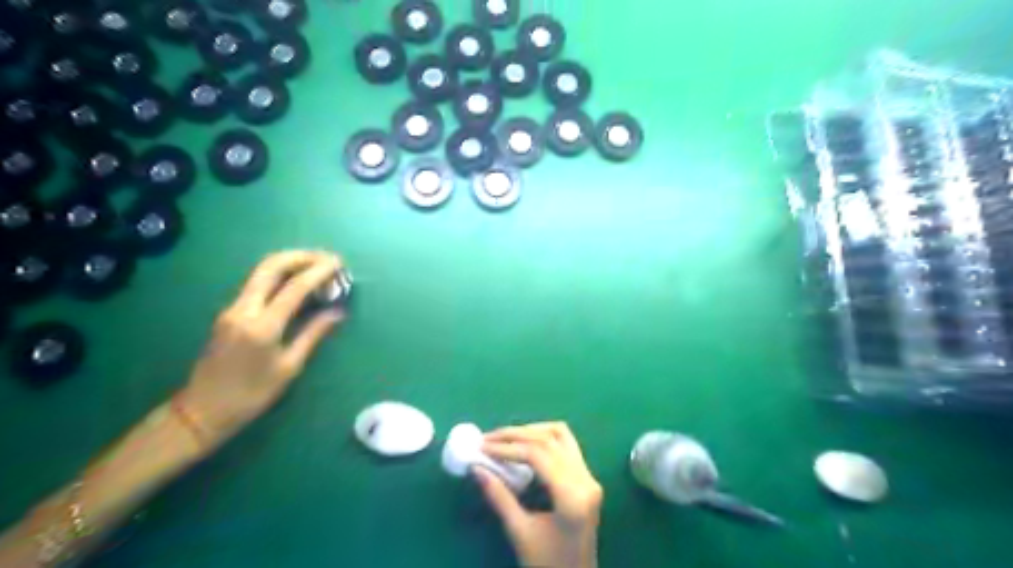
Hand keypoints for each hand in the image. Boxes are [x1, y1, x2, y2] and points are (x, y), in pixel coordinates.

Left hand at [177, 251, 343, 444]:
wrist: (202, 410)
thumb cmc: (252, 394)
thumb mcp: (289, 367)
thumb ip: (314, 334)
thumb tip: (338, 312)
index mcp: (263, 326)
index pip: (295, 287)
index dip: (320, 271)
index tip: (339, 263)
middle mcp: (244, 309)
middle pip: (271, 267)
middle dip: (302, 256)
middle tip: (327, 258)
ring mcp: (232, 308)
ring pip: (261, 272)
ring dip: (290, 263)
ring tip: (316, 265)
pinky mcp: (228, 312)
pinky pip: (256, 284)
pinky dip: (280, 276)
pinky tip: (296, 282)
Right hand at [476, 421, 598, 567]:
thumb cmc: (547, 565)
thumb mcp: (519, 532)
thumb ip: (499, 497)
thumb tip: (476, 468)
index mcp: (572, 496)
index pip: (538, 454)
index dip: (508, 446)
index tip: (482, 446)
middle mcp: (586, 480)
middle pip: (550, 439)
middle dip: (516, 434)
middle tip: (489, 438)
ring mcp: (590, 478)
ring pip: (561, 436)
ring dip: (532, 431)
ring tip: (506, 438)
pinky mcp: (588, 479)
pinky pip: (566, 446)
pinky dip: (544, 439)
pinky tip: (526, 445)